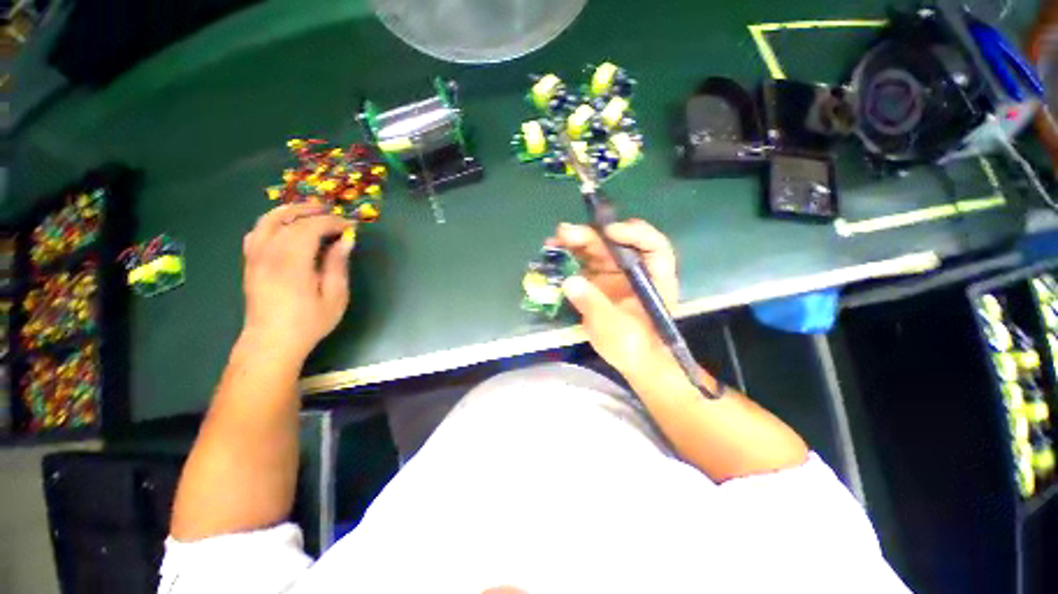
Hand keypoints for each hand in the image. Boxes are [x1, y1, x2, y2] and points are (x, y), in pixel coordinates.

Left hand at [241, 203, 354, 359]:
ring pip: (267, 221)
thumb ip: (338, 265)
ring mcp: (255, 257)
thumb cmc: (309, 322)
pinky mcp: (250, 263)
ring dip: (289, 211)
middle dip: (313, 212)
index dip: (332, 222)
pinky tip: (285, 227)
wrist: (271, 342)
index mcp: (292, 263)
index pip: (310, 228)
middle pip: (288, 220)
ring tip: (309, 211)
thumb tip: (346, 240)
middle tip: (333, 213)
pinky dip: (272, 222)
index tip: (351, 226)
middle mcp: (269, 254)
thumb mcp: (334, 296)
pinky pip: (257, 232)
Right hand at [548, 219, 678, 374]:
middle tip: (564, 233)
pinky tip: (555, 256)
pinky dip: (569, 260)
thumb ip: (593, 304)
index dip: (633, 234)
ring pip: (597, 251)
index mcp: (654, 278)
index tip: (609, 232)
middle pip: (615, 245)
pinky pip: (584, 266)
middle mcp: (635, 271)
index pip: (652, 246)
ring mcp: (616, 276)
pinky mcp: (599, 283)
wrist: (632, 362)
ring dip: (576, 243)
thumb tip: (569, 282)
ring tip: (554, 241)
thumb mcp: (615, 328)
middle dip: (590, 236)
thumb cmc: (634, 347)